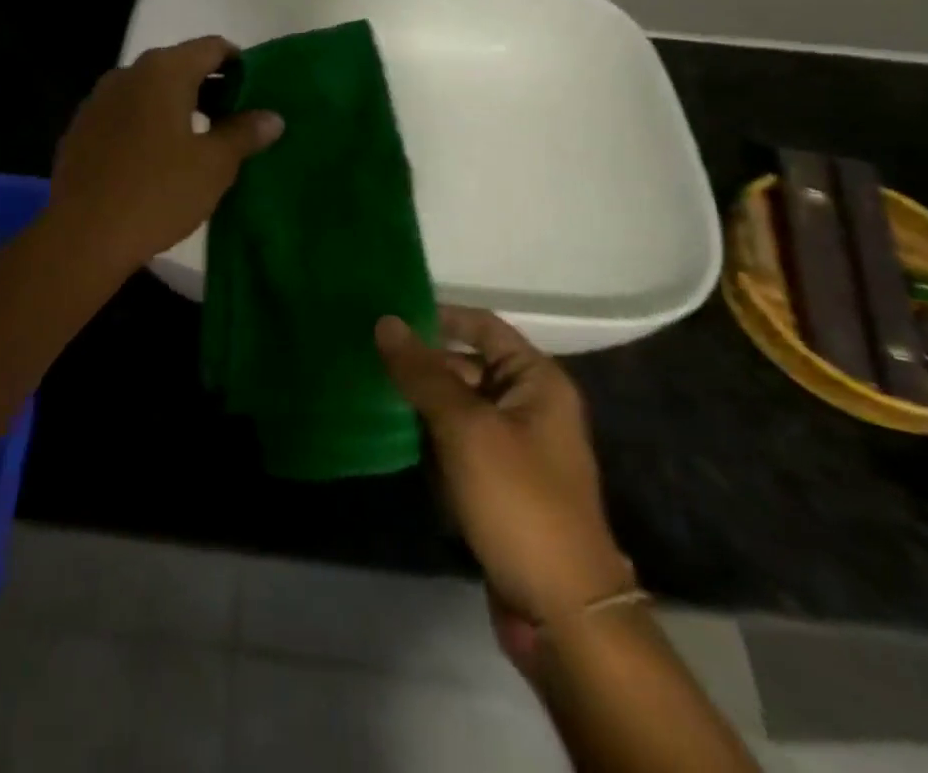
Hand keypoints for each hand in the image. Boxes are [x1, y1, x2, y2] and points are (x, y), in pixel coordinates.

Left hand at [47, 36, 282, 274]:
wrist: (83, 235)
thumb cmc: (158, 192)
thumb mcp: (214, 165)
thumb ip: (244, 133)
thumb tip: (272, 117)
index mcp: (164, 71)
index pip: (212, 47)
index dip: (239, 63)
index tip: (255, 90)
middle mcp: (128, 73)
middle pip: (179, 65)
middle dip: (209, 87)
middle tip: (234, 120)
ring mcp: (99, 99)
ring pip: (149, 90)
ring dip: (177, 105)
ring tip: (199, 141)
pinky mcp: (81, 128)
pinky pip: (125, 113)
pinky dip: (147, 122)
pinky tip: (157, 158)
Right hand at [375, 308, 634, 670]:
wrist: (561, 612)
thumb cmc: (518, 501)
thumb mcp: (466, 428)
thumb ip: (423, 373)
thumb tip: (386, 321)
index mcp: (536, 381)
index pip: (482, 326)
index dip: (438, 316)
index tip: (389, 315)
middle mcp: (530, 405)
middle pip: (467, 365)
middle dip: (421, 364)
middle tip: (367, 357)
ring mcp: (515, 447)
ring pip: (458, 407)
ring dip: (421, 404)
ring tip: (370, 392)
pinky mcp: (499, 483)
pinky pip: (458, 443)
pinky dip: (431, 440)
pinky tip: (395, 440)